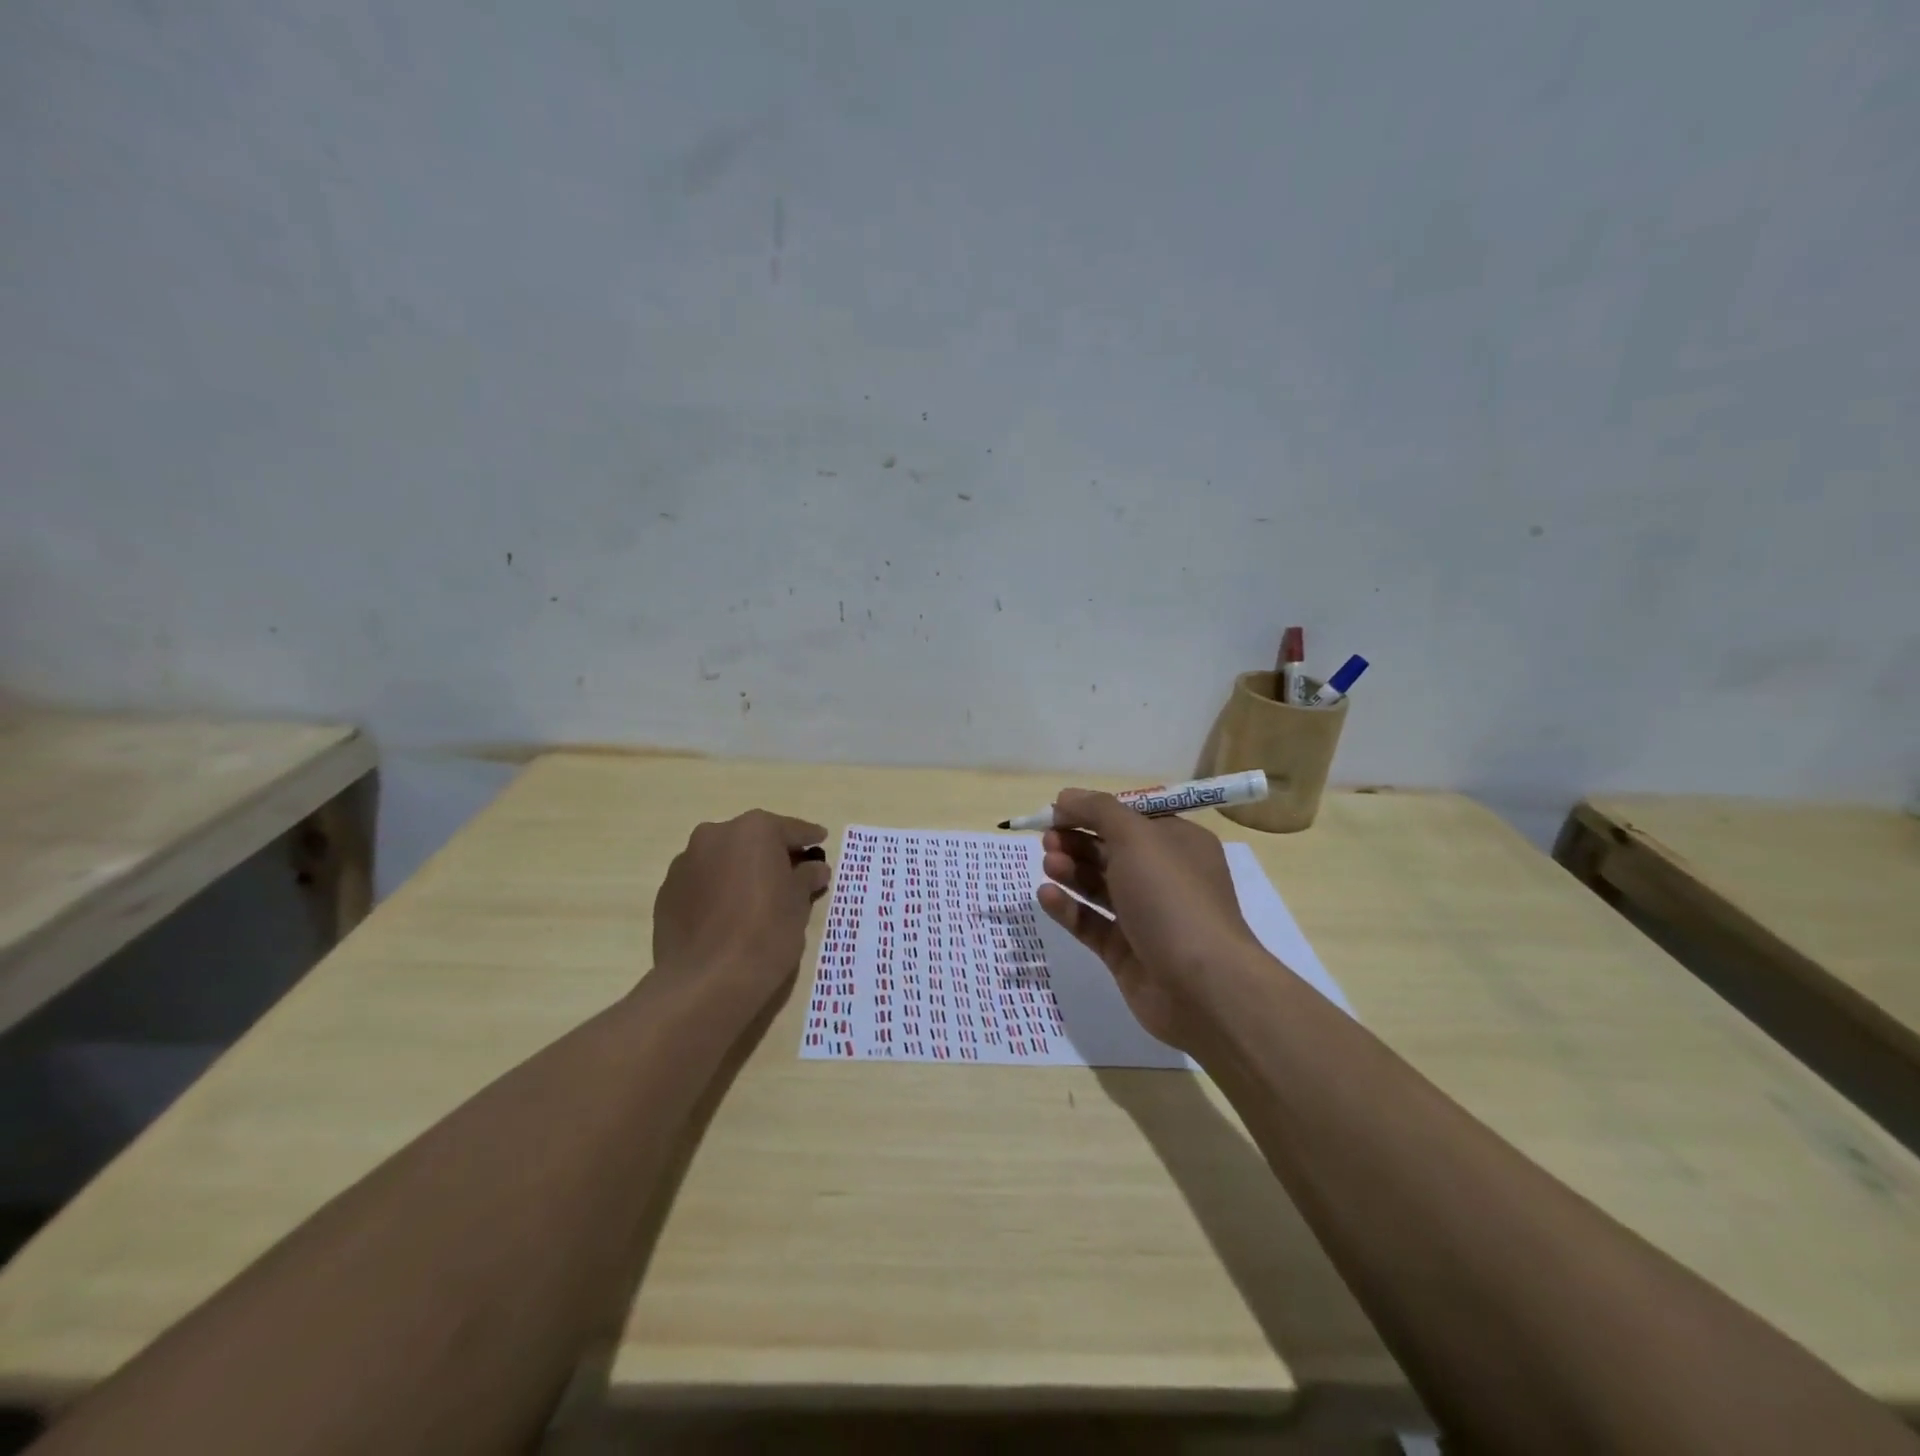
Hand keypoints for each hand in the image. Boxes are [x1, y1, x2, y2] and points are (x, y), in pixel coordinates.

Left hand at [651, 809, 831, 1011]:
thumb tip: (815, 868)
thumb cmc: (766, 932)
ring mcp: (685, 863)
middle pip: (752, 840)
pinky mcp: (666, 893)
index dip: (809, 838)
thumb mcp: (799, 903)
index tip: (821, 840)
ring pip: (723, 860)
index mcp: (753, 830)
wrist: (706, 981)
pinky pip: (701, 883)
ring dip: (740, 871)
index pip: (790, 830)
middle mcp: (715, 835)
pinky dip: (717, 891)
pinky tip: (728, 916)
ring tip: (757, 898)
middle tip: (791, 873)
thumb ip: (807, 878)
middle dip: (771, 854)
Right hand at [1037, 790, 1264, 1051]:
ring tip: (1048, 865)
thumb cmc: (1172, 897)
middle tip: (1048, 839)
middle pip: (1111, 851)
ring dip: (1071, 871)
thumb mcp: (1137, 838)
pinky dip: (1069, 908)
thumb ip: (1098, 811)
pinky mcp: (1126, 952)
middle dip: (1077, 841)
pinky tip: (1046, 896)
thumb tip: (1066, 796)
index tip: (1058, 810)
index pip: (1131, 818)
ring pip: (1099, 887)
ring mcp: (1145, 917)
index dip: (1094, 811)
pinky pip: (1091, 923)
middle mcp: (1164, 877)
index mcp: (1178, 844)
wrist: (1202, 986)